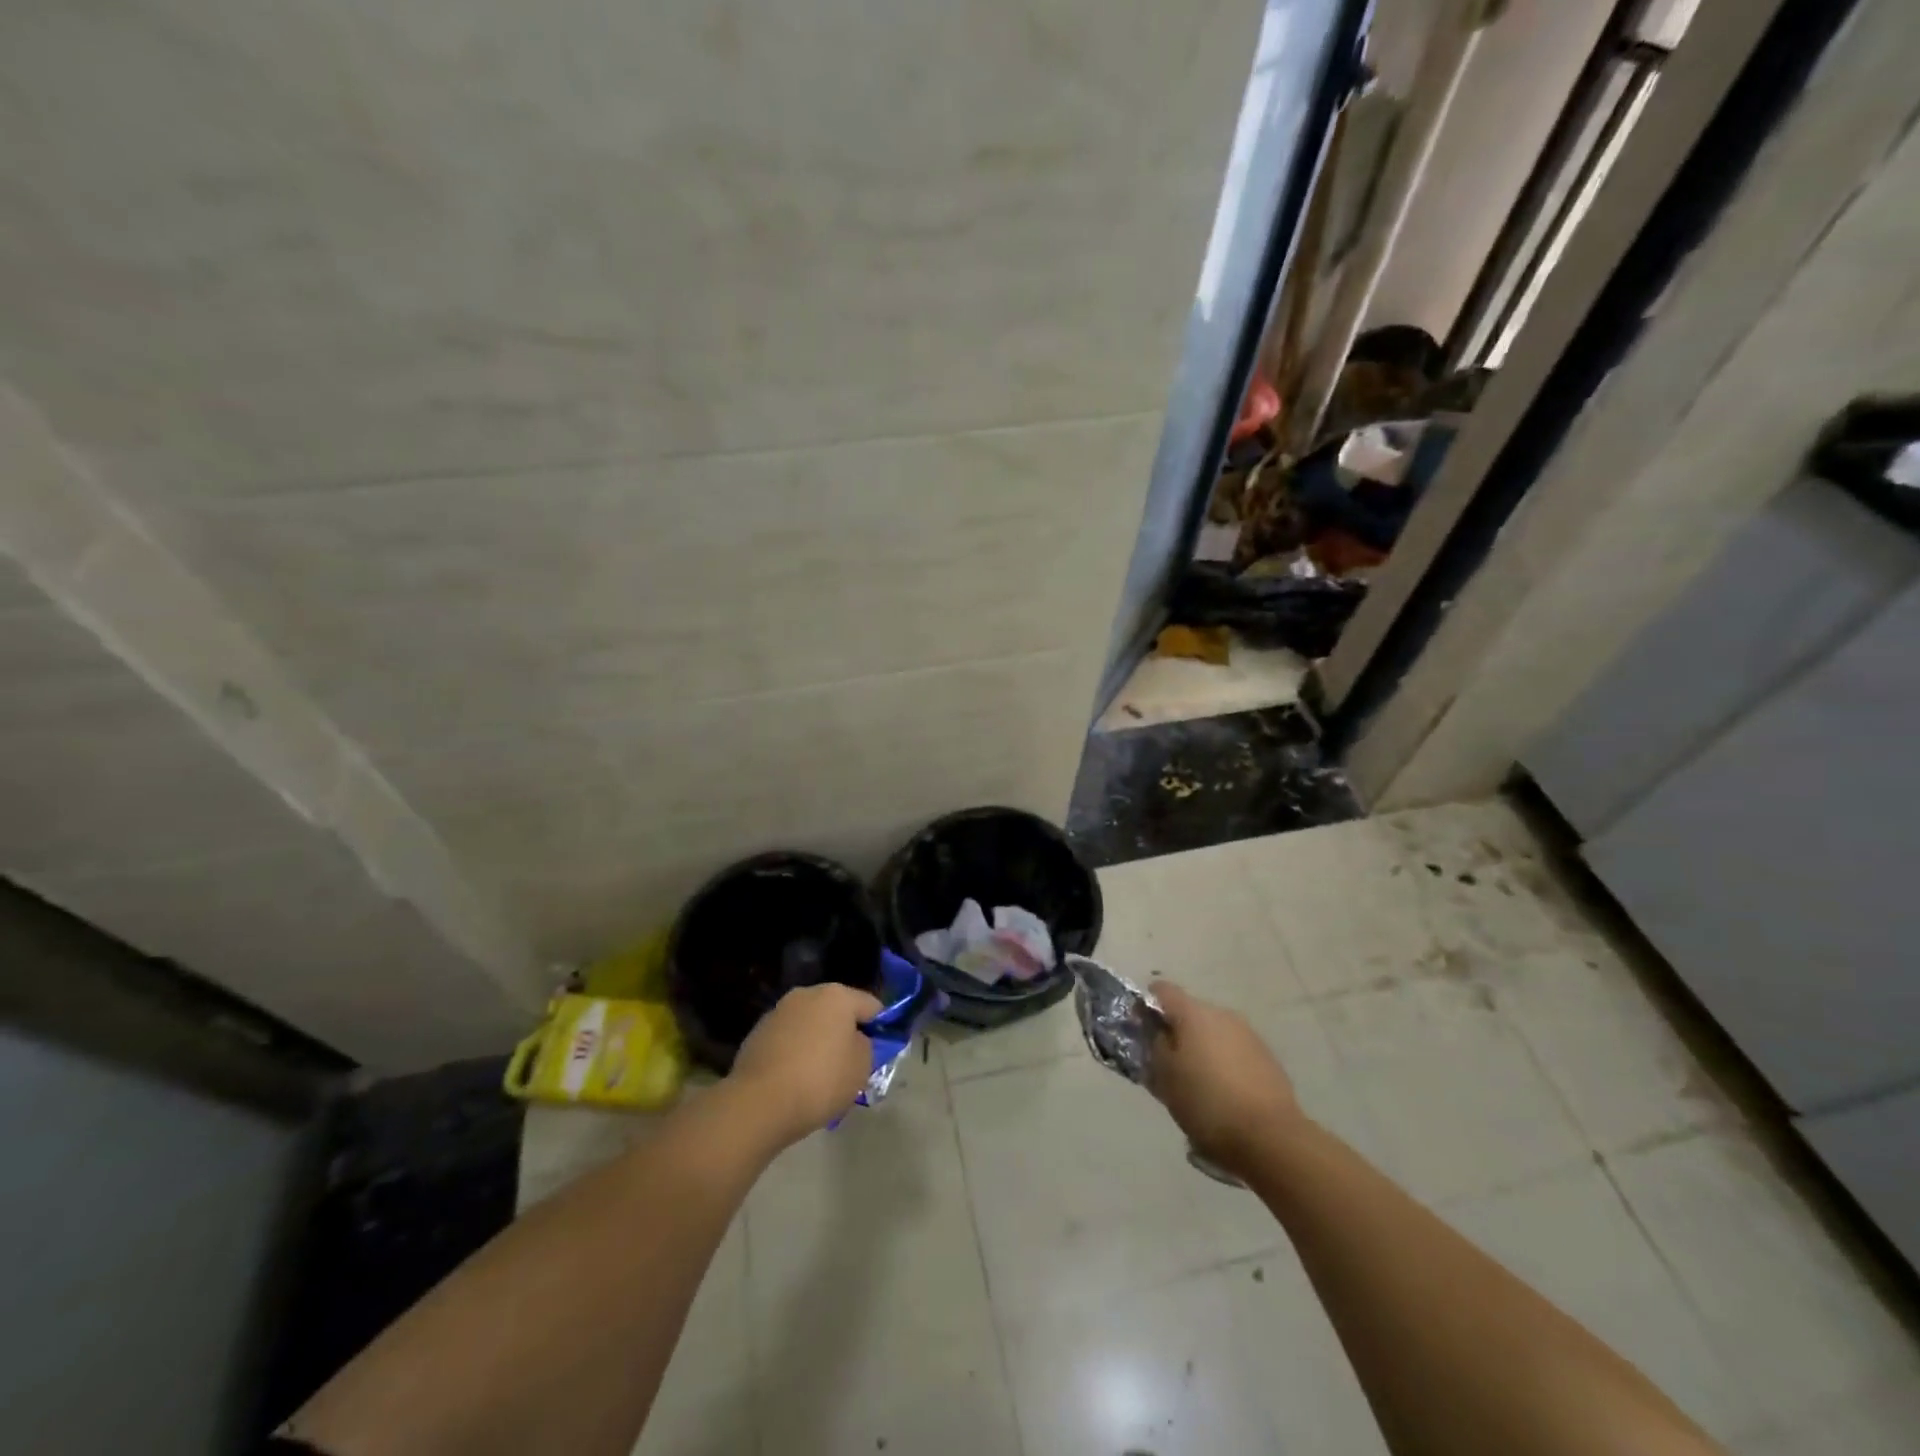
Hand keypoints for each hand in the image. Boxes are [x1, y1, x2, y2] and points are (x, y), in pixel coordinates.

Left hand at [728, 982, 884, 1147]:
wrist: (759, 1103)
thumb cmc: (820, 1081)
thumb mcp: (862, 1067)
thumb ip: (867, 1046)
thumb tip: (855, 1040)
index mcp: (837, 995)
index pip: (871, 1005)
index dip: (880, 1027)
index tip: (879, 1052)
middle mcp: (807, 994)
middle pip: (837, 1011)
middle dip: (845, 1033)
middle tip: (850, 1065)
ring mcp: (779, 1011)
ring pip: (811, 1025)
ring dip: (819, 1042)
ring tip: (820, 1076)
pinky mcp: (757, 1033)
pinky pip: (788, 1039)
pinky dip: (796, 1053)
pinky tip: (795, 1080)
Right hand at [1148, 981, 1302, 1178]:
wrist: (1271, 1138)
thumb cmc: (1207, 1104)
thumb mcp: (1165, 1078)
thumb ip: (1155, 1047)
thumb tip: (1157, 1032)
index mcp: (1194, 1013)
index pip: (1162, 990)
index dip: (1147, 1005)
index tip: (1141, 1030)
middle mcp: (1222, 1014)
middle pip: (1189, 1012)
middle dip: (1176, 1033)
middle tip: (1167, 1065)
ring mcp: (1249, 1035)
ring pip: (1213, 1033)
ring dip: (1201, 1049)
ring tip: (1196, 1084)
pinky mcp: (1267, 1058)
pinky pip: (1234, 1051)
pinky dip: (1224, 1064)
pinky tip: (1223, 1094)